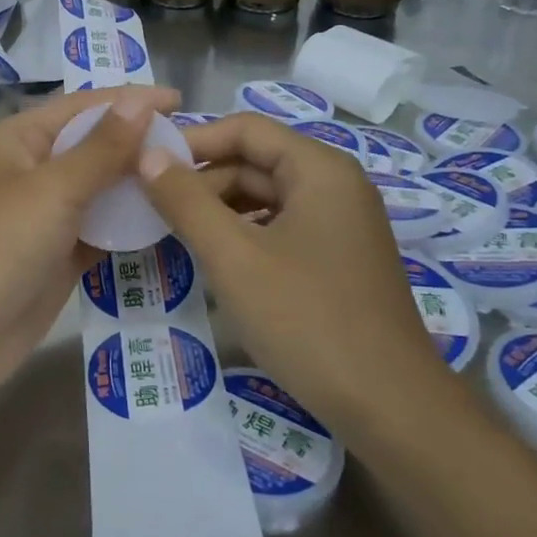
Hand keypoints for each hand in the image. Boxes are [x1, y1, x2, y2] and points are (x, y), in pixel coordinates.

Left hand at [0, 85, 180, 403]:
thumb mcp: (53, 189)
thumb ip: (102, 148)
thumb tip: (141, 102)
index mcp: (19, 139)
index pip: (83, 107)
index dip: (130, 100)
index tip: (180, 99)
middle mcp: (32, 170)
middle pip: (94, 146)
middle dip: (140, 143)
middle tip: (198, 146)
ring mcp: (45, 215)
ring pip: (101, 189)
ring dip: (139, 184)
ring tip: (194, 180)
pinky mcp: (58, 254)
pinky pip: (102, 228)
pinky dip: (131, 224)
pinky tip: (170, 220)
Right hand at [138, 113, 455, 443]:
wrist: (390, 407)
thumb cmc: (306, 319)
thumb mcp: (233, 256)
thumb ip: (185, 200)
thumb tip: (147, 155)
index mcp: (319, 169)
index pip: (245, 129)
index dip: (193, 141)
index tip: (147, 166)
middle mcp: (336, 186)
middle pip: (256, 162)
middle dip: (203, 181)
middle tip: (153, 209)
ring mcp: (341, 225)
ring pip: (267, 198)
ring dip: (220, 210)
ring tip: (176, 234)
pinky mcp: (339, 260)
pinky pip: (282, 229)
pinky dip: (244, 236)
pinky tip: (217, 262)